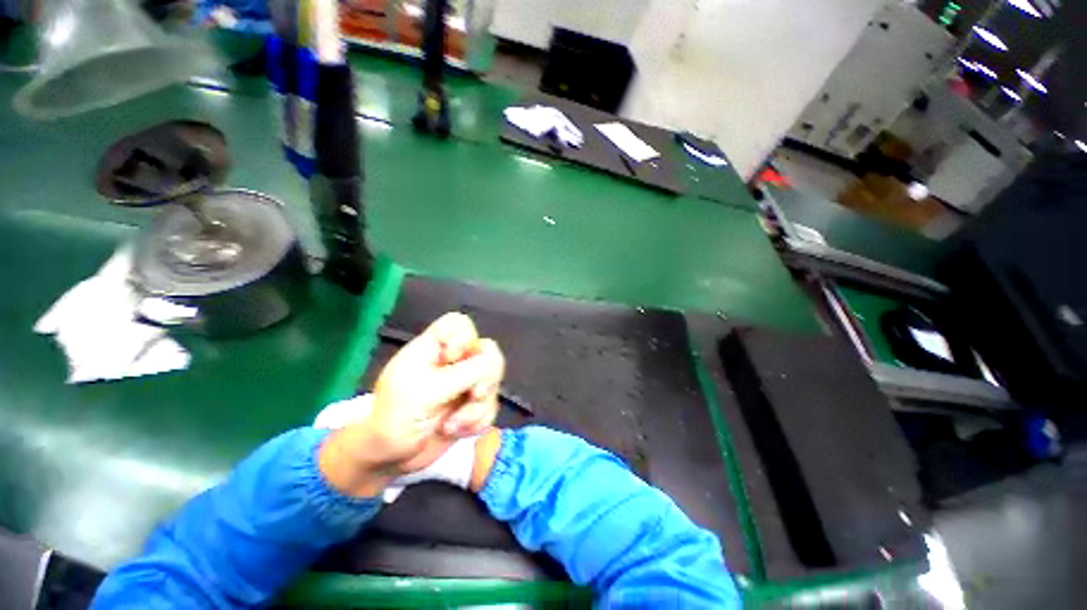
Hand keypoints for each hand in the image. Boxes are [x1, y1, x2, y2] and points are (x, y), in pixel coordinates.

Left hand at [318, 313, 504, 496]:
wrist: (389, 460)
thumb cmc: (396, 418)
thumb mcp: (429, 391)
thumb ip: (466, 373)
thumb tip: (493, 362)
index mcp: (433, 349)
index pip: (459, 323)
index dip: (466, 336)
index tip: (453, 359)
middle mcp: (453, 363)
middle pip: (487, 351)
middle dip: (484, 378)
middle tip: (472, 395)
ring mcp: (464, 385)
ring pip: (493, 382)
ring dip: (477, 408)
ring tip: (452, 425)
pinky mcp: (471, 407)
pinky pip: (491, 406)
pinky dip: (478, 422)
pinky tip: (457, 432)